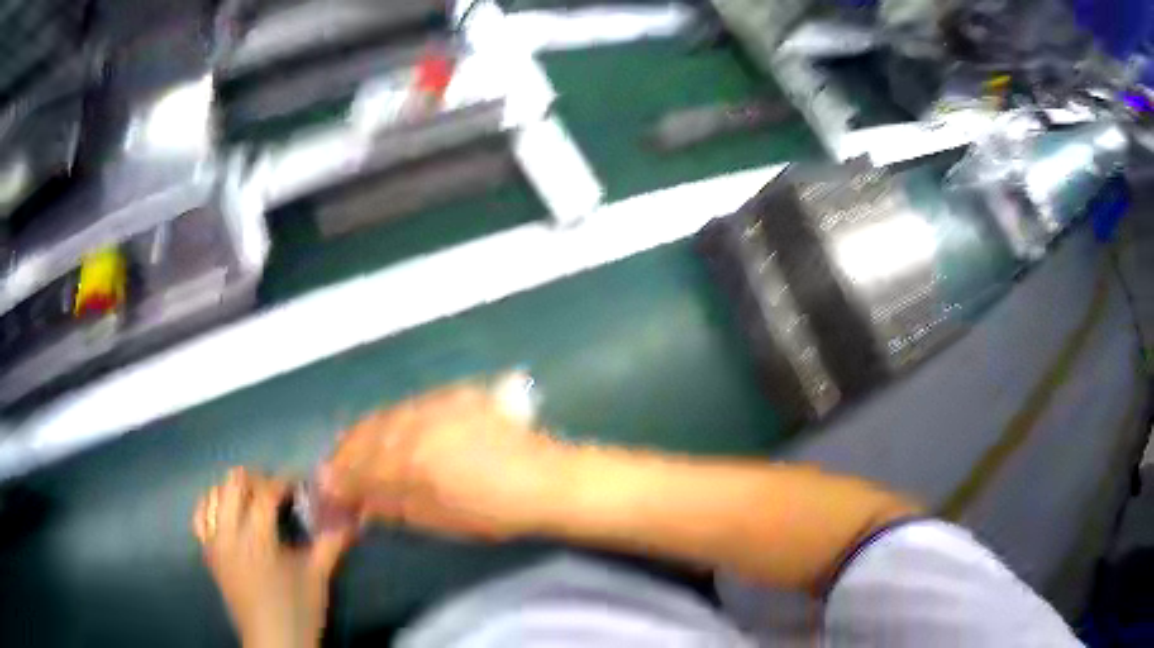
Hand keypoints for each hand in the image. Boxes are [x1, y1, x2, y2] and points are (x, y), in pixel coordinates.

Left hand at [193, 468, 352, 647]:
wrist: (273, 642)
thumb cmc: (298, 611)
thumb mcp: (318, 577)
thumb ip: (331, 544)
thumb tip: (352, 519)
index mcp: (257, 539)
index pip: (265, 492)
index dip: (284, 481)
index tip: (301, 484)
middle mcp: (229, 533)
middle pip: (233, 483)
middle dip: (257, 479)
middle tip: (277, 493)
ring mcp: (214, 542)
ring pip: (214, 494)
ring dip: (235, 491)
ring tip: (254, 501)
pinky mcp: (207, 552)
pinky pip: (201, 515)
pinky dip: (213, 506)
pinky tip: (228, 513)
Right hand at [319, 384, 571, 540]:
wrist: (544, 481)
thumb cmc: (492, 512)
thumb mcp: (434, 518)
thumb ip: (390, 505)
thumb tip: (355, 501)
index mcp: (408, 459)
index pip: (357, 466)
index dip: (337, 480)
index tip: (326, 491)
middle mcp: (415, 423)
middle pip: (364, 435)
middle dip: (344, 455)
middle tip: (336, 473)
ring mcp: (436, 404)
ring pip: (384, 417)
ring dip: (365, 436)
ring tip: (357, 453)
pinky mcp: (456, 394)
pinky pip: (410, 406)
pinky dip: (393, 422)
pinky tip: (392, 432)